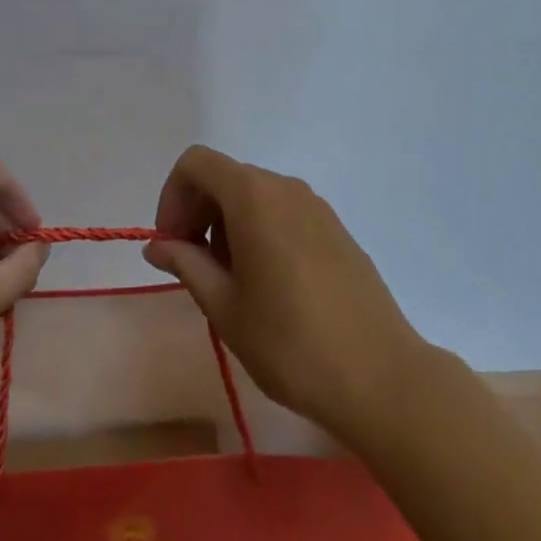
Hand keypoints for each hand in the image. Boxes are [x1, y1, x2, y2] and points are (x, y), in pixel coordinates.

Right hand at [144, 146, 427, 438]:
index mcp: (253, 196)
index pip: (196, 163)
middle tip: (194, 266)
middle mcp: (285, 187)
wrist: (381, 377)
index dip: (173, 196)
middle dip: (198, 212)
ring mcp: (316, 206)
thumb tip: (159, 246)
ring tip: (231, 282)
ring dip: (228, 224)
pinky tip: (269, 284)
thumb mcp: (225, 308)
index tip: (172, 244)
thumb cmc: (291, 343)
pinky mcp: (336, 229)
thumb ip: (187, 264)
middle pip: (225, 177)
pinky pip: (284, 212)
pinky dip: (260, 231)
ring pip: (255, 195)